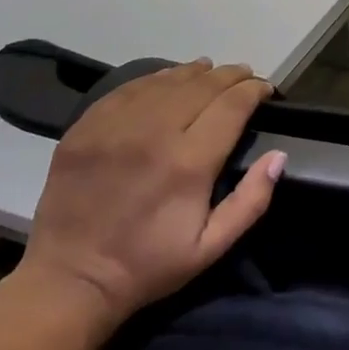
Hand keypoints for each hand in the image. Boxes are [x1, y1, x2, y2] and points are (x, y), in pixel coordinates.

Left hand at [18, 59, 283, 327]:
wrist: (71, 279)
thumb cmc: (149, 265)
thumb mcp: (212, 246)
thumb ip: (251, 200)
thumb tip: (278, 156)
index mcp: (189, 163)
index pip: (231, 106)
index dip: (253, 91)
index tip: (266, 89)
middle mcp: (153, 133)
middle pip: (201, 86)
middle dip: (229, 76)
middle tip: (244, 75)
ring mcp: (114, 127)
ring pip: (165, 82)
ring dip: (194, 72)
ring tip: (211, 70)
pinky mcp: (85, 128)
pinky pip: (127, 89)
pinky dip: (154, 79)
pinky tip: (166, 80)